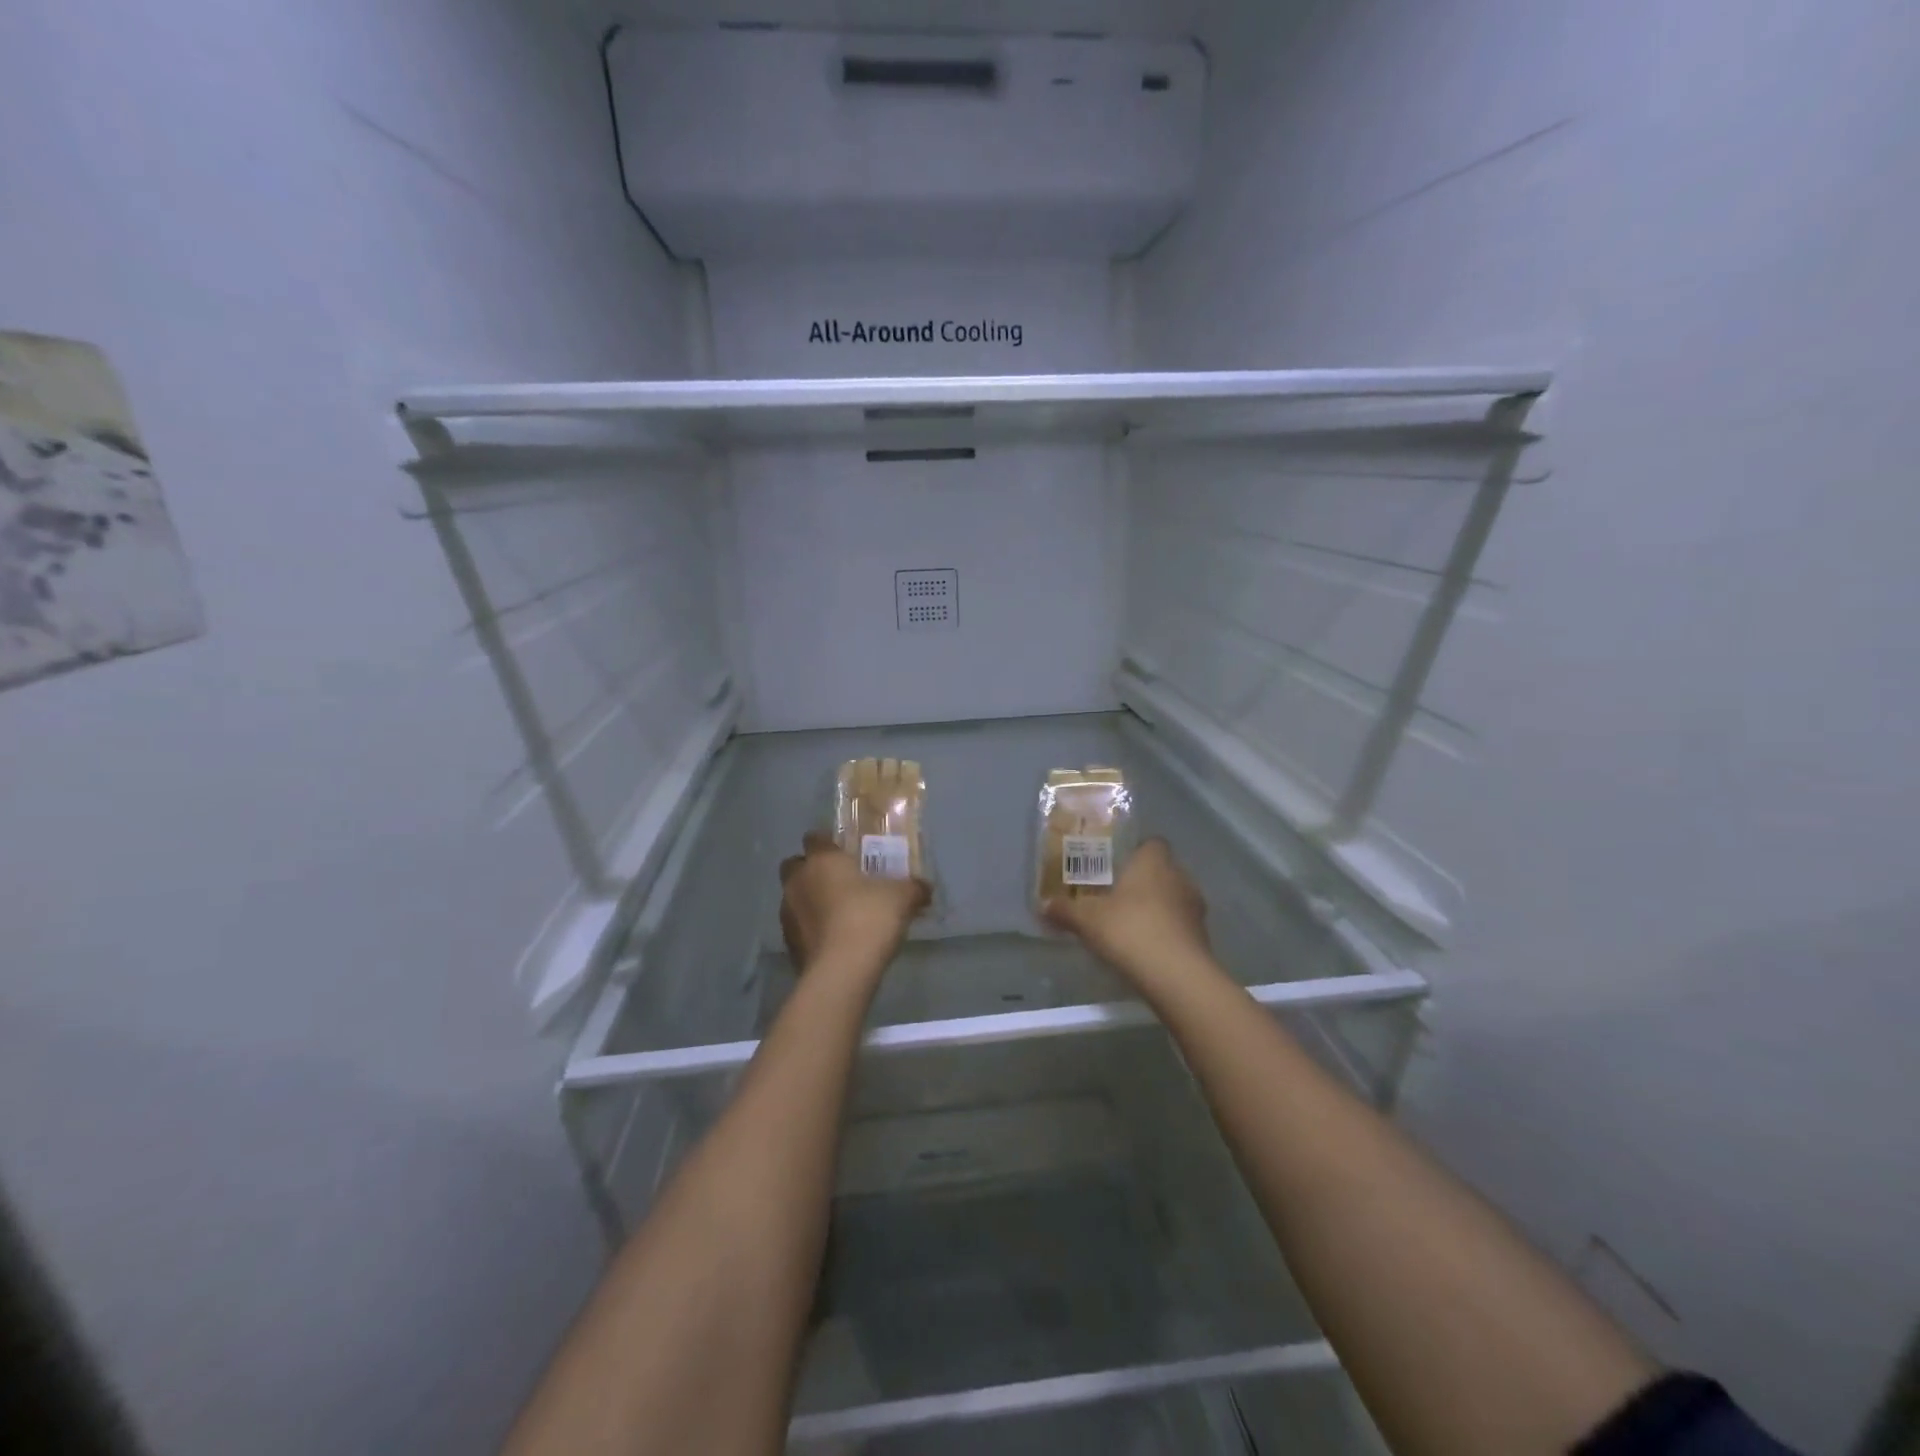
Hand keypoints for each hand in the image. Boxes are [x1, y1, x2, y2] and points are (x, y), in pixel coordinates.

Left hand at [779, 832, 929, 971]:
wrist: (842, 970)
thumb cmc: (870, 917)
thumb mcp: (903, 897)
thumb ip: (914, 888)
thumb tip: (924, 888)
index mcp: (822, 860)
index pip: (814, 838)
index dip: (827, 843)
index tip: (844, 853)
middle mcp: (798, 881)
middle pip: (794, 865)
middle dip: (810, 870)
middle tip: (837, 881)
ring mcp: (787, 912)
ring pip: (793, 897)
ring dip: (810, 901)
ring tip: (837, 915)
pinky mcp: (788, 943)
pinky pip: (798, 927)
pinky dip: (810, 929)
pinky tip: (833, 940)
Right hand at [1043, 838, 1211, 992]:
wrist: (1176, 976)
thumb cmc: (1129, 930)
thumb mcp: (1087, 920)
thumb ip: (1065, 910)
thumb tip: (1042, 905)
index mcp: (1153, 862)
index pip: (1150, 843)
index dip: (1134, 851)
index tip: (1114, 866)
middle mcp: (1180, 877)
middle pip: (1161, 871)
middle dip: (1141, 882)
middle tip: (1115, 896)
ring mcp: (1195, 907)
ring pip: (1172, 898)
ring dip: (1156, 908)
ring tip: (1129, 924)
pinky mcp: (1202, 936)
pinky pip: (1179, 925)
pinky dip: (1165, 931)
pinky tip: (1145, 948)